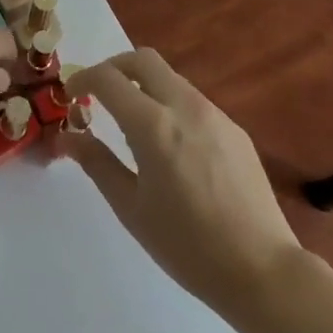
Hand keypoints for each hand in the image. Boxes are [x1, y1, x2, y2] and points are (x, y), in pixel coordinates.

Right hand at [59, 49, 304, 314]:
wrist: (264, 272)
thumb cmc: (188, 246)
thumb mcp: (131, 208)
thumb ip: (96, 163)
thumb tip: (68, 136)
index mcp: (153, 125)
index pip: (108, 78)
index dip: (83, 79)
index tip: (70, 95)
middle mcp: (185, 107)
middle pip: (142, 60)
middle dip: (114, 68)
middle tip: (98, 94)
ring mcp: (214, 115)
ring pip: (170, 78)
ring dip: (143, 85)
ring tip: (132, 123)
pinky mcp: (235, 130)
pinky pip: (192, 101)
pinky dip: (169, 105)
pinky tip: (170, 146)